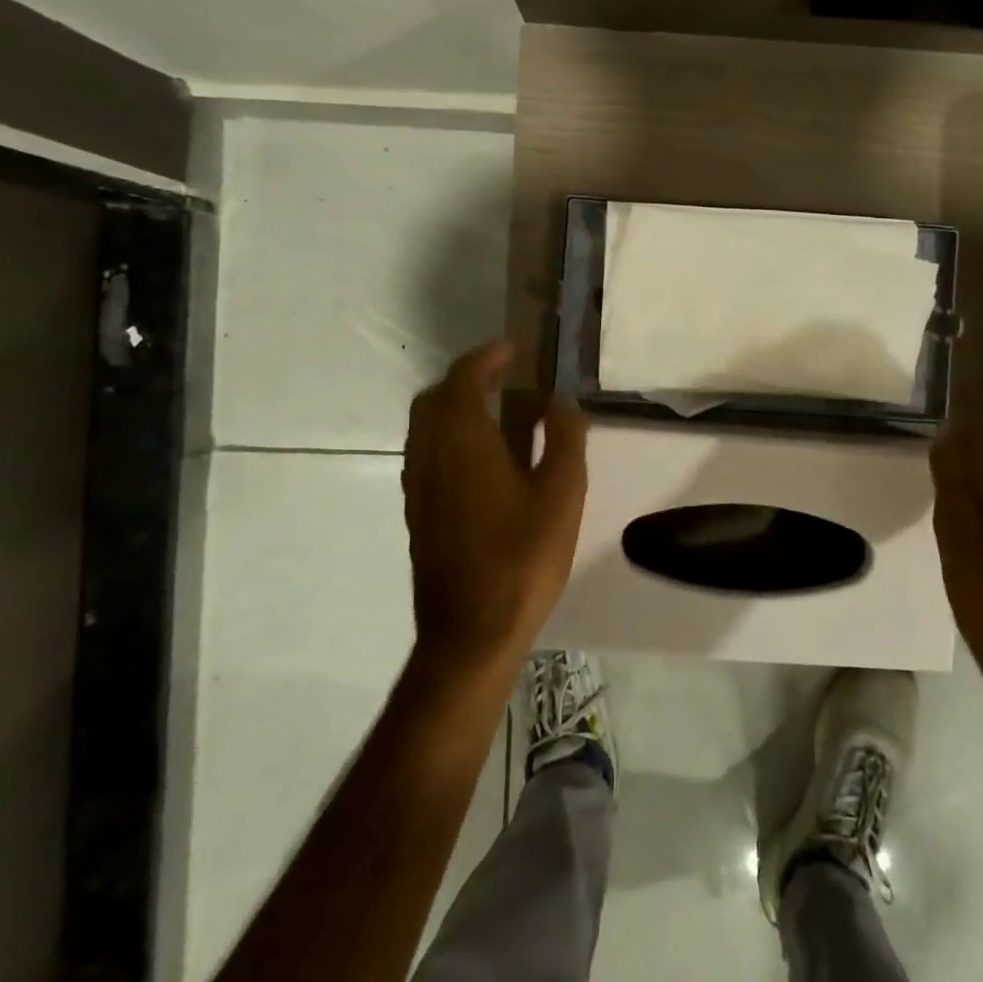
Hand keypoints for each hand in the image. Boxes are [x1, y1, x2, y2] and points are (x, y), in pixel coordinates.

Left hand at [402, 342, 589, 672]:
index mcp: (464, 441)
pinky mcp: (418, 512)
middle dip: (467, 378)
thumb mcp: (562, 493)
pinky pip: (428, 453)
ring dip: (456, 407)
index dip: (488, 358)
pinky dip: (450, 436)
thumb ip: (564, 438)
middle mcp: (431, 455)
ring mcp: (419, 485)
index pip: (465, 379)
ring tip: (500, 413)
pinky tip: (485, 459)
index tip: (514, 350)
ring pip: (427, 427)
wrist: (471, 632)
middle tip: (507, 378)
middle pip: (436, 398)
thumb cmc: (523, 557)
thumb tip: (561, 401)